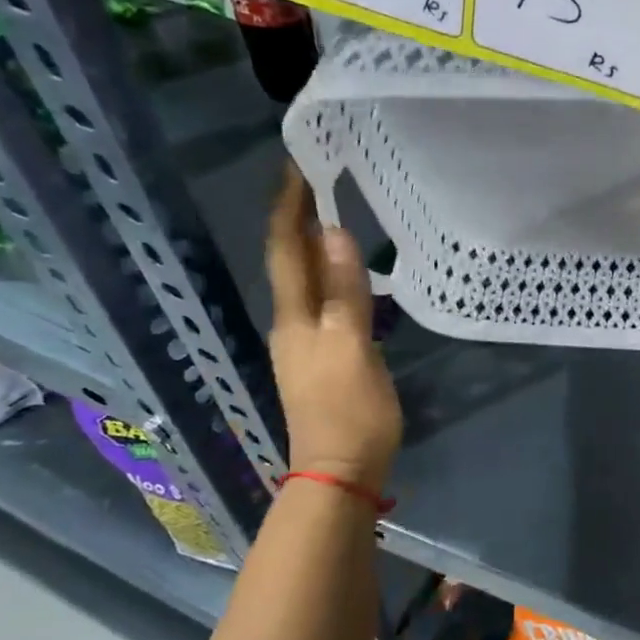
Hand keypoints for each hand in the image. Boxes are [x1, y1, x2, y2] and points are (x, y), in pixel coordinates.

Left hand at [266, 166, 401, 490]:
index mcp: (296, 319)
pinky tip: (349, 277)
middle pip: (289, 263)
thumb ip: (345, 293)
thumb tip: (334, 232)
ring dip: (312, 247)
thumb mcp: (353, 349)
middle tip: (319, 181)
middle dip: (297, 220)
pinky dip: (330, 278)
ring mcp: (305, 346)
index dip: (288, 208)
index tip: (297, 165)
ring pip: (304, 283)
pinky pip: (321, 304)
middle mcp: (292, 326)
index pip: (286, 251)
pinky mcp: (322, 361)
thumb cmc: (349, 413)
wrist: (340, 474)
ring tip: (334, 217)